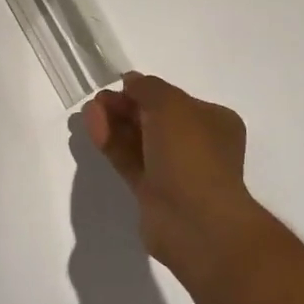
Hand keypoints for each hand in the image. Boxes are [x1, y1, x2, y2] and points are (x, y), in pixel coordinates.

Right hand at [85, 73, 274, 282]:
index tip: (119, 86)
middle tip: (99, 100)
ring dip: (115, 123)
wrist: (194, 221)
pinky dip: (112, 143)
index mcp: (213, 122)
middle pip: (155, 119)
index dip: (146, 91)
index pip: (176, 100)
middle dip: (126, 107)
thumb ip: (148, 88)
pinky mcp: (153, 192)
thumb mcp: (171, 105)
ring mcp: (175, 171)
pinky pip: (130, 160)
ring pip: (140, 140)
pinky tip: (93, 127)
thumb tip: (132, 81)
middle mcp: (197, 145)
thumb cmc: (190, 153)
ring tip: (89, 111)